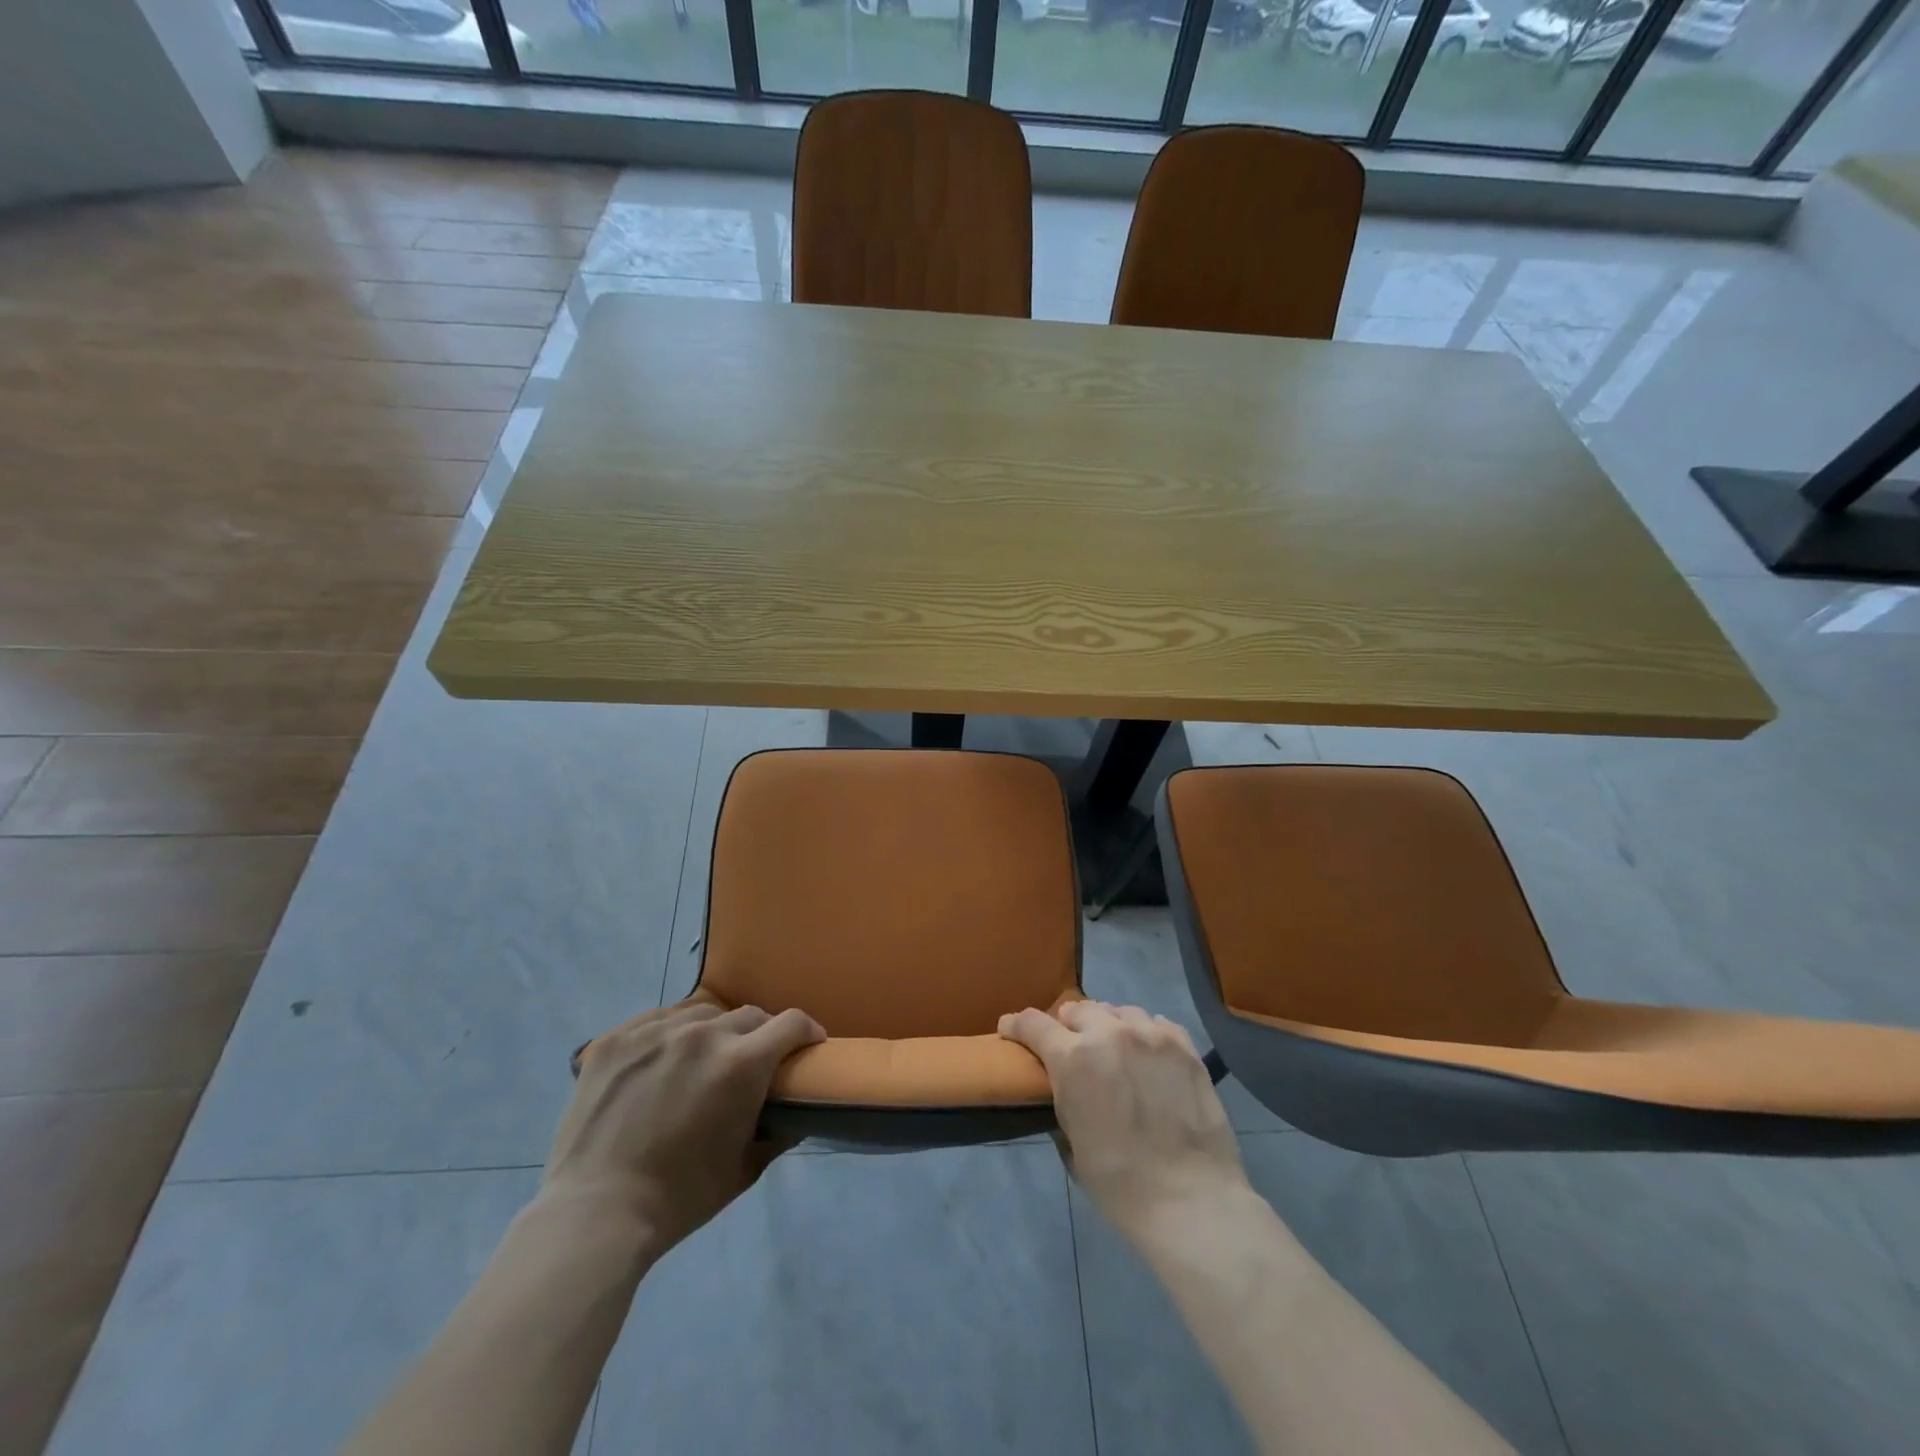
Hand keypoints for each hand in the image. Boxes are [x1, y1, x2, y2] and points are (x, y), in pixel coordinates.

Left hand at [542, 1000, 824, 1255]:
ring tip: (703, 1058)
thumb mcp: (743, 1170)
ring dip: (714, 1030)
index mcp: (740, 1064)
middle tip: (752, 1062)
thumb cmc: (679, 1198)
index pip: (790, 1023)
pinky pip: (656, 1019)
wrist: (595, 1213)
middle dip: (760, 1035)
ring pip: (702, 1011)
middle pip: (748, 1015)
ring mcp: (654, 1031)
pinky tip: (661, 1060)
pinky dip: (669, 1034)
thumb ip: (777, 1134)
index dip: (806, 1032)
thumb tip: (795, 1115)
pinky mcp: (615, 1038)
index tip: (807, 1045)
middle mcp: (702, 1034)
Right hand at [999, 1000, 1246, 1239]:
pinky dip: (1144, 1033)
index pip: (1033, 1023)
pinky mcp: (1183, 1045)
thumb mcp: (1072, 1144)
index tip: (1010, 1030)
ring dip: (1108, 1026)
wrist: (1190, 1200)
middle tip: (1072, 1049)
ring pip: (1118, 1011)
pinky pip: (1156, 1023)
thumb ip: (1063, 1100)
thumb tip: (1063, 1086)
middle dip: (1067, 1027)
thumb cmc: (1121, 1184)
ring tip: (1114, 1049)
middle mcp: (1109, 1033)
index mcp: (1073, 1058)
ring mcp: (1150, 1034)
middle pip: (1077, 1009)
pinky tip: (1148, 1054)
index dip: (1016, 1026)